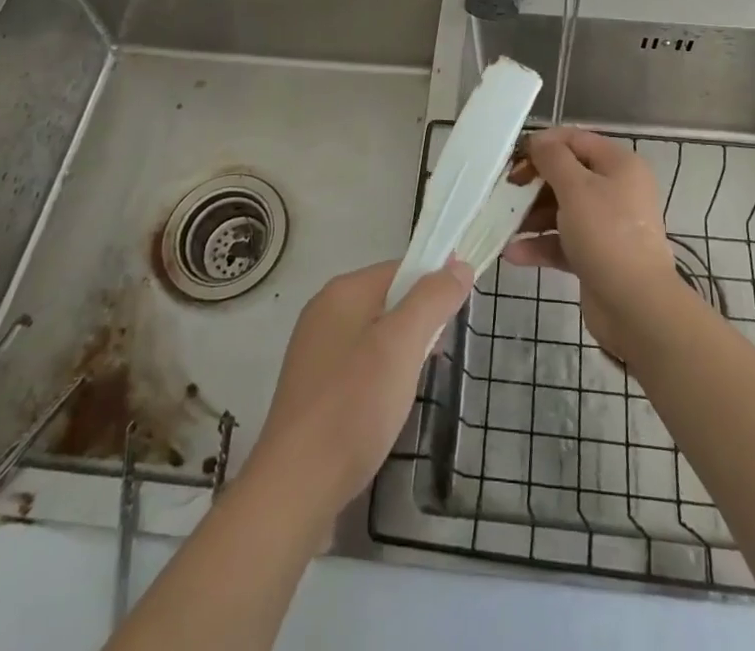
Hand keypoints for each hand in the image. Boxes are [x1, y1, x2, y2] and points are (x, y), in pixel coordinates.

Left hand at [244, 258, 471, 521]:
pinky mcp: (314, 390)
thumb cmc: (353, 406)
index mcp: (342, 293)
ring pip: (377, 336)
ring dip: (403, 354)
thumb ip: (432, 300)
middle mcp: (325, 313)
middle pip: (389, 300)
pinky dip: (382, 378)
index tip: (458, 314)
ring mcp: (316, 353)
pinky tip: (387, 409)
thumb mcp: (402, 345)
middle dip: (419, 324)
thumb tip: (459, 265)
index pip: (400, 268)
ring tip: (414, 387)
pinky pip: (361, 365)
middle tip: (437, 358)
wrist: (294, 490)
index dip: (434, 284)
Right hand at [504, 128, 680, 357]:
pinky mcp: (596, 255)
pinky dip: (540, 244)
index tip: (514, 158)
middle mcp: (616, 190)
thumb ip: (553, 159)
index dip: (544, 144)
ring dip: (532, 216)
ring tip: (503, 223)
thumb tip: (538, 141)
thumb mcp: (576, 188)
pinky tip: (513, 253)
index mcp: (619, 165)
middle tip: (505, 190)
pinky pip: (563, 241)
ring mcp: (607, 225)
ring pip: (562, 209)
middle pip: (567, 175)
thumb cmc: (606, 234)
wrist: (636, 306)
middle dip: (534, 183)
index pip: (576, 140)